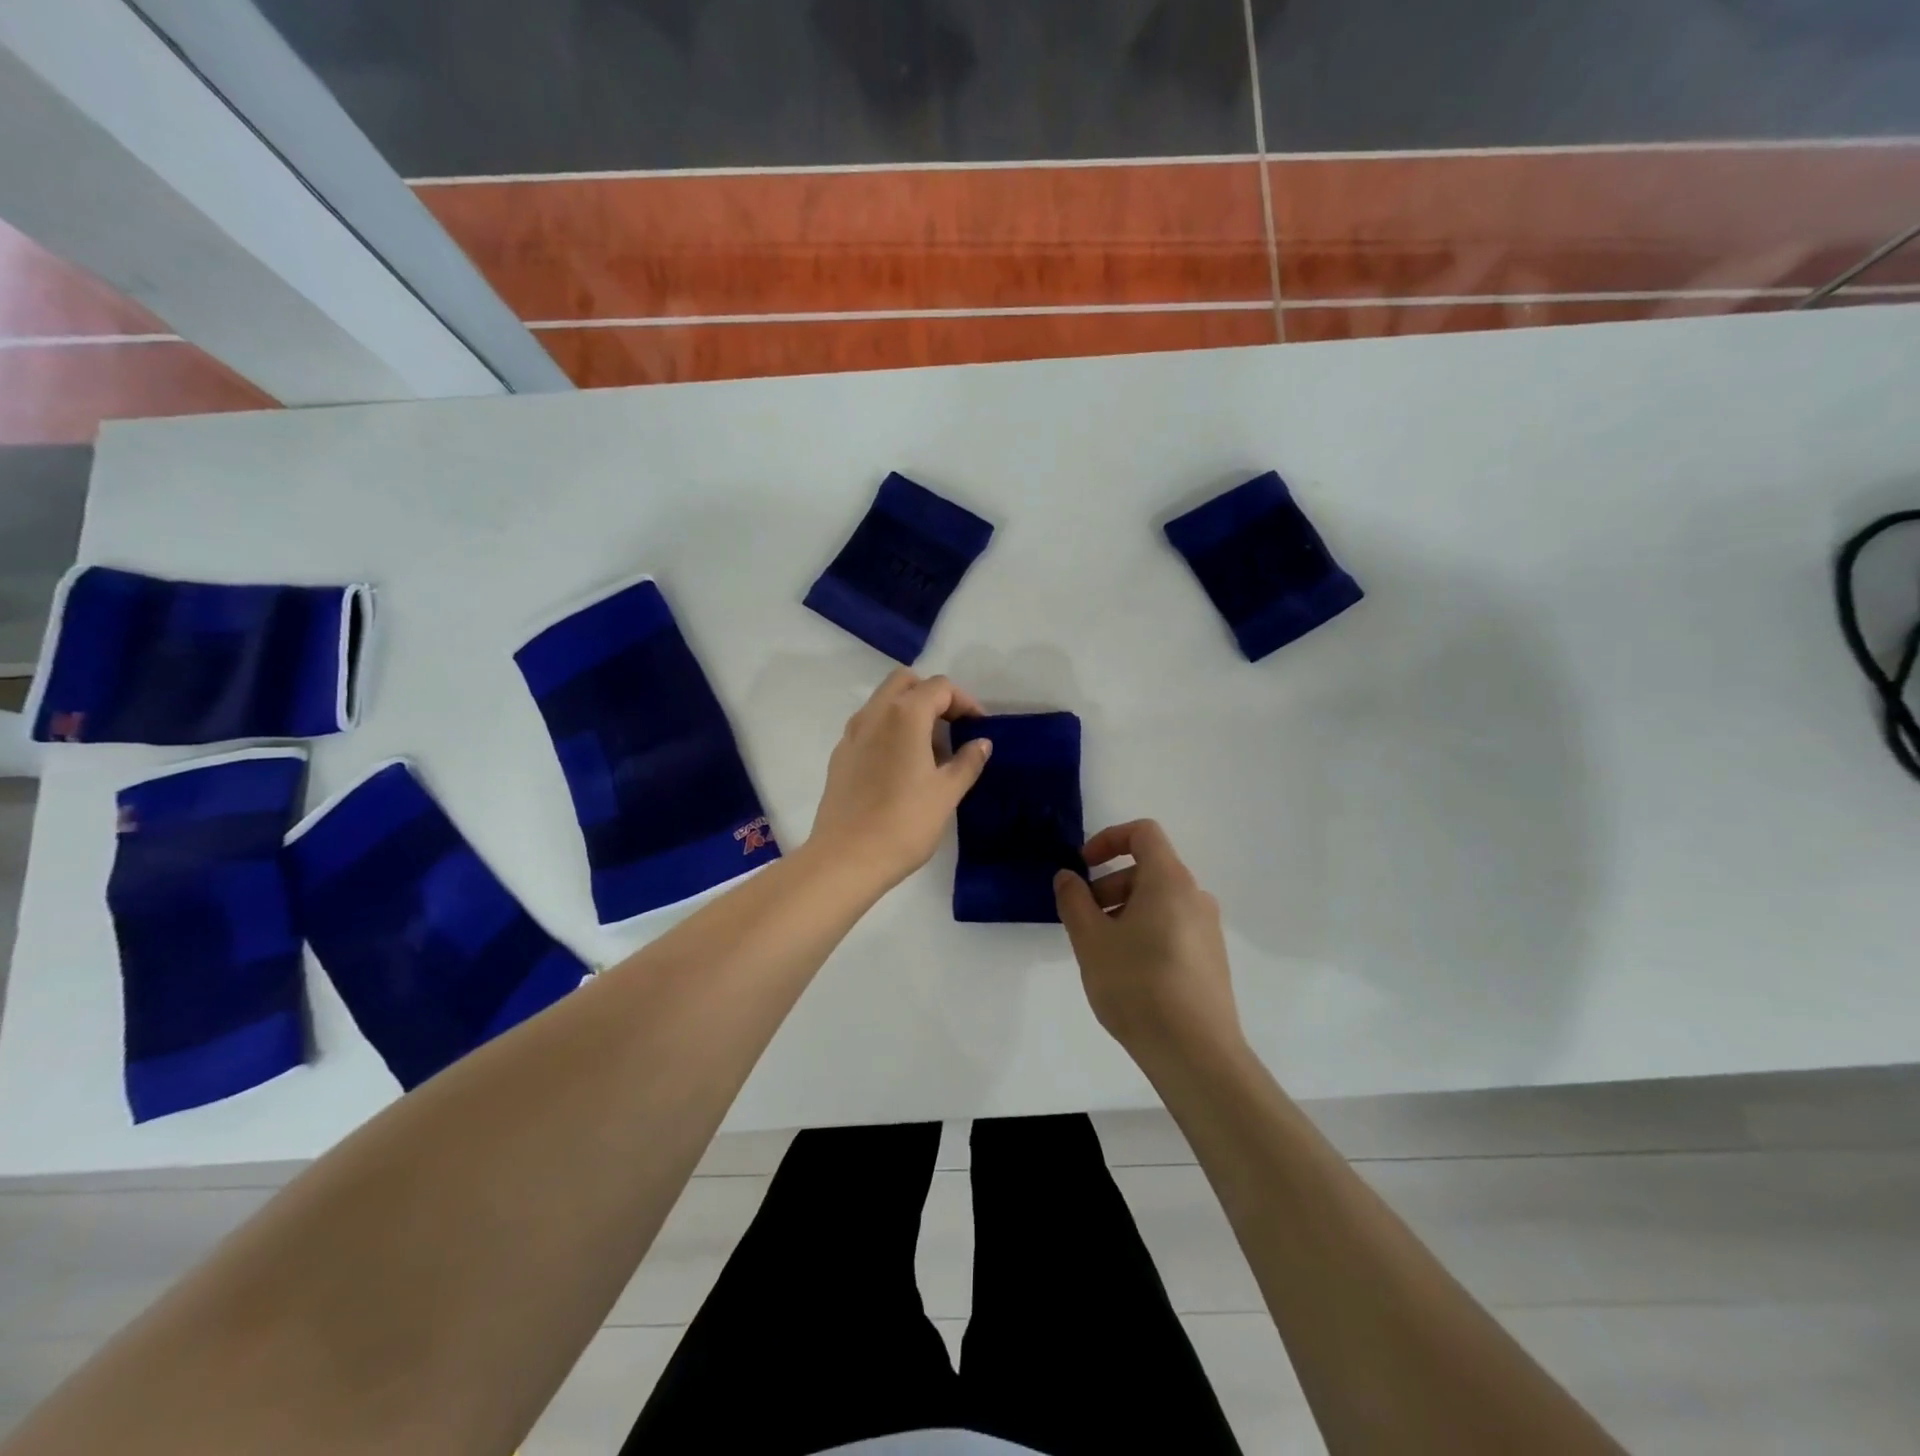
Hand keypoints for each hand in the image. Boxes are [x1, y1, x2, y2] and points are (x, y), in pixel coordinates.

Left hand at [807, 669, 992, 888]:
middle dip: (932, 696)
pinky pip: (869, 726)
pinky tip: (902, 768)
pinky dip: (890, 730)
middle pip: (905, 682)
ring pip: (883, 702)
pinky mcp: (840, 756)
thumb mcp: (947, 793)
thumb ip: (967, 762)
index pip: (939, 687)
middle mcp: (874, 714)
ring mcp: (852, 734)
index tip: (978, 728)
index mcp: (904, 715)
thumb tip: (981, 743)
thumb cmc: (904, 823)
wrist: (846, 858)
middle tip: (952, 728)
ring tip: (931, 751)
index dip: (964, 702)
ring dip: (909, 712)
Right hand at [1055, 820, 1243, 1067]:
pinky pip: (1172, 926)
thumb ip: (1074, 901)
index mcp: (1170, 881)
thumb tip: (1068, 876)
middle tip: (1083, 920)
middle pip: (1149, 869)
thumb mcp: (1091, 940)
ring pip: (1159, 901)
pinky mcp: (1211, 959)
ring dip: (1124, 910)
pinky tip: (1127, 972)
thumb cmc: (1137, 985)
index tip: (1083, 866)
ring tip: (1101, 950)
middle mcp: (1195, 897)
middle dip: (1109, 885)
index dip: (1109, 839)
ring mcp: (1208, 929)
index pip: (1143, 833)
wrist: (1195, 1053)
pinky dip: (1144, 931)